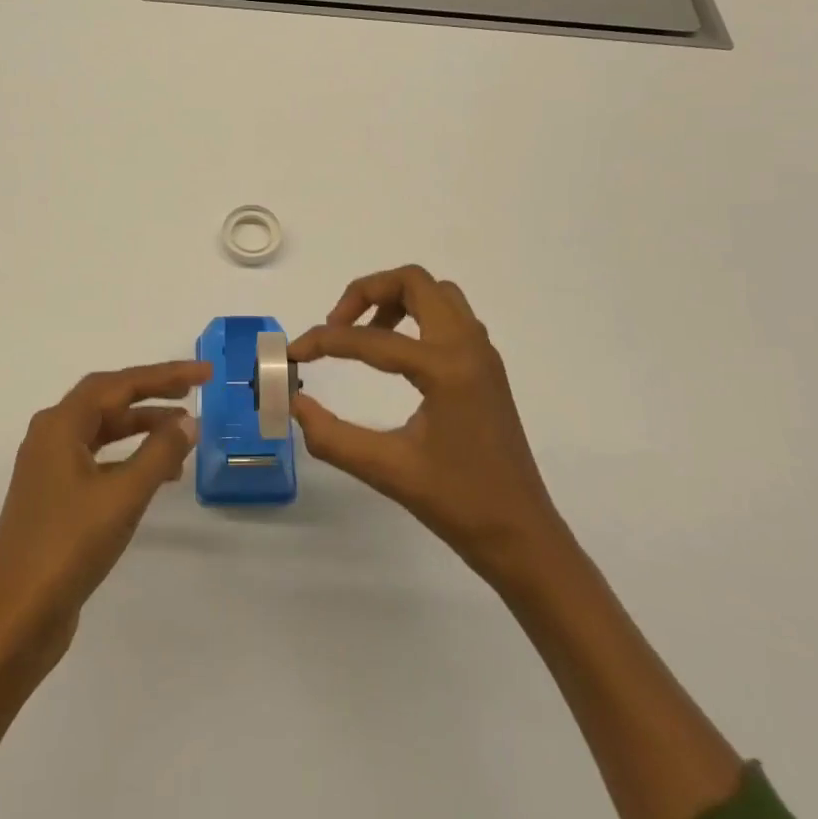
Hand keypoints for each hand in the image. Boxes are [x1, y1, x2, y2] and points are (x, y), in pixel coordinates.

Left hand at [0, 361, 207, 676]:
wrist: (14, 620)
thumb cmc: (68, 547)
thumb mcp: (122, 496)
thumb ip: (159, 453)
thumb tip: (187, 421)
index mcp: (60, 425)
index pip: (119, 383)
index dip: (164, 374)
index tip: (203, 373)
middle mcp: (51, 437)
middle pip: (108, 400)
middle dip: (153, 393)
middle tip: (195, 391)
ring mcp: (50, 469)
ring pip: (103, 431)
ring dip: (142, 428)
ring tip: (183, 435)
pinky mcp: (55, 499)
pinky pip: (99, 460)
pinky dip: (129, 458)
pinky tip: (155, 475)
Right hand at [291, 266, 559, 588]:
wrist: (522, 536)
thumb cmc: (459, 504)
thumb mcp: (387, 471)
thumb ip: (332, 436)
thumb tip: (295, 404)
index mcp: (446, 367)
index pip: (372, 339)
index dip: (325, 341)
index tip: (295, 353)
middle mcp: (467, 346)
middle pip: (414, 282)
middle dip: (366, 292)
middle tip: (336, 325)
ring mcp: (482, 353)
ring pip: (435, 293)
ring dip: (394, 299)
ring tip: (364, 335)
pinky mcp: (485, 366)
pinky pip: (449, 315)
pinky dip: (416, 316)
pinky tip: (396, 355)